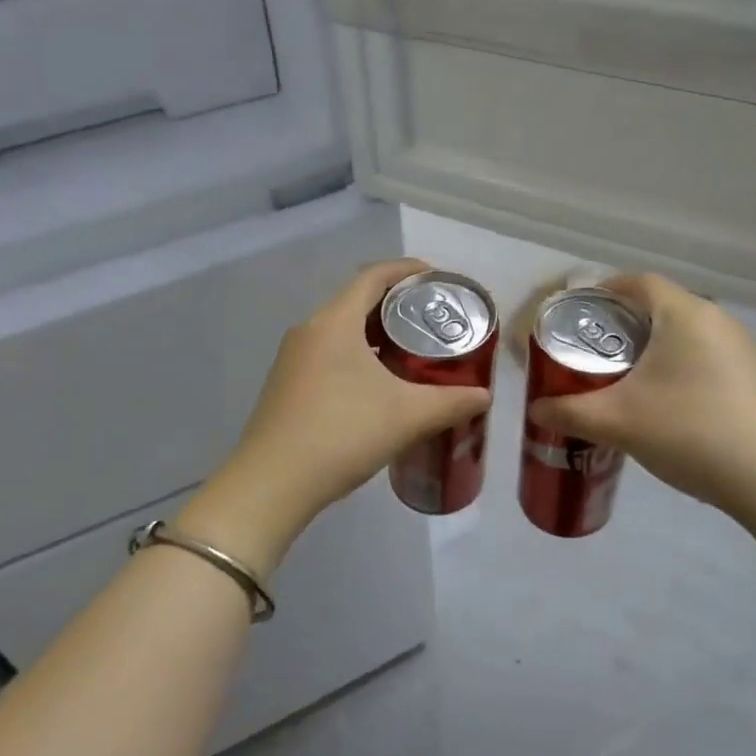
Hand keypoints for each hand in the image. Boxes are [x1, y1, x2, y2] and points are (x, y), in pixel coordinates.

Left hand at [182, 259, 492, 571]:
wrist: (271, 485)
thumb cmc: (341, 434)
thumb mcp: (406, 417)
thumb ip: (451, 402)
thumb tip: (485, 396)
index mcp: (334, 322)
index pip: (374, 276)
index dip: (408, 270)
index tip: (438, 278)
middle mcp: (309, 330)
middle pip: (357, 300)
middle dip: (397, 305)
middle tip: (434, 320)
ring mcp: (293, 358)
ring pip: (342, 330)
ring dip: (376, 333)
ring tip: (413, 351)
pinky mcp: (286, 384)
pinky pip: (328, 354)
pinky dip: (357, 355)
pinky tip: (378, 385)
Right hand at [527, 273, 755, 565]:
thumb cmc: (692, 433)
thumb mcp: (619, 422)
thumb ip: (569, 412)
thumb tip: (537, 408)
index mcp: (686, 314)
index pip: (638, 281)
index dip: (603, 291)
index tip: (575, 316)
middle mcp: (718, 320)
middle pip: (659, 307)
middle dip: (620, 326)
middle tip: (588, 354)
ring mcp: (743, 349)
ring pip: (682, 335)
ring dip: (649, 350)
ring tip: (620, 382)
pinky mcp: (755, 378)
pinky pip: (703, 358)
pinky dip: (675, 369)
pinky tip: (663, 406)